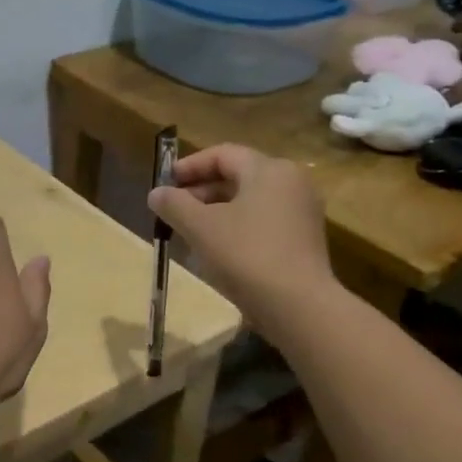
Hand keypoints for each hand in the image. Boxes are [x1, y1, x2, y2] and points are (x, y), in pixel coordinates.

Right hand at [146, 145, 333, 334]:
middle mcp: (291, 182)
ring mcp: (302, 212)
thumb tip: (156, 193)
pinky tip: (218, 250)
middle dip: (202, 191)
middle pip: (238, 176)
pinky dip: (237, 227)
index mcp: (269, 169)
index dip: (190, 166)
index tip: (166, 183)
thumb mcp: (201, 228)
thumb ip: (174, 205)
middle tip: (174, 210)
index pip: (223, 154)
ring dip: (217, 211)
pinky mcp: (304, 240)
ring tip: (190, 232)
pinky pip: (264, 221)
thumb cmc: (247, 256)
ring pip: (250, 201)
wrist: (299, 307)